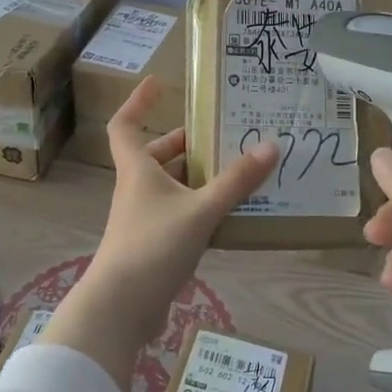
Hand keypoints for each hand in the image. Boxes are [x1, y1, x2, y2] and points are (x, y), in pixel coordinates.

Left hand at [41, 79, 277, 391]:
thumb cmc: (153, 246)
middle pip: (155, 155)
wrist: (120, 308)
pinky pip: (178, 213)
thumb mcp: (201, 210)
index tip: (158, 84)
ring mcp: (143, 218)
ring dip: (196, 176)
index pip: (125, 124)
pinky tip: (228, 214)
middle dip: (185, 143)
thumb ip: (236, 181)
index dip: (138, 101)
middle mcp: (137, 188)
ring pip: (170, 185)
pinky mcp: (152, 245)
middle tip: (220, 135)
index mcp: (138, 169)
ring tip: (235, 170)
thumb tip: (270, 146)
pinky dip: (199, 207)